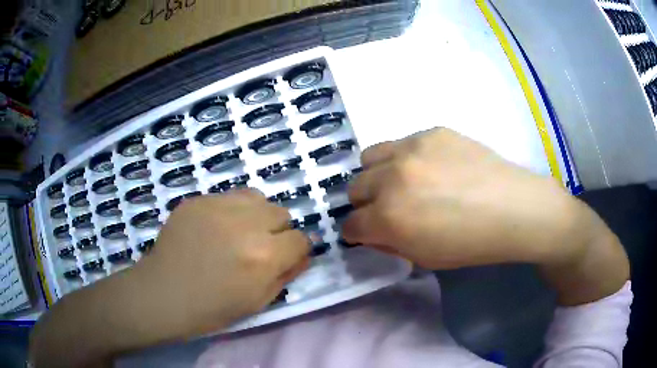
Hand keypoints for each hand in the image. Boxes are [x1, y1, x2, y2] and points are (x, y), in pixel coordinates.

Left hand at [135, 189, 309, 337]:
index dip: (296, 250)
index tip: (284, 257)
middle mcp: (246, 224)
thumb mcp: (258, 302)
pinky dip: (230, 211)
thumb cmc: (212, 309)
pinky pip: (227, 197)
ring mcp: (218, 206)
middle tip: (258, 247)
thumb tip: (304, 254)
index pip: (301, 239)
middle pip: (281, 213)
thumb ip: (287, 275)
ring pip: (257, 198)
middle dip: (278, 231)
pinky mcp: (197, 200)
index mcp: (264, 256)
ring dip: (256, 215)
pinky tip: (214, 229)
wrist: (164, 294)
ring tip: (239, 232)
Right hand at [343, 128, 627, 305]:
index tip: (367, 232)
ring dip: (376, 174)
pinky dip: (404, 158)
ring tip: (399, 181)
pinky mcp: (431, 132)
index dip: (357, 232)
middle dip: (365, 203)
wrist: (514, 209)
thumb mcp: (425, 258)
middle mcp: (392, 179)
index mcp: (389, 218)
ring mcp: (412, 149)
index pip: (352, 224)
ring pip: (369, 158)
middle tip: (386, 208)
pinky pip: (401, 143)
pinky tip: (428, 167)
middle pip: (354, 188)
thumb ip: (391, 243)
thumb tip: (373, 230)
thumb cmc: (472, 244)